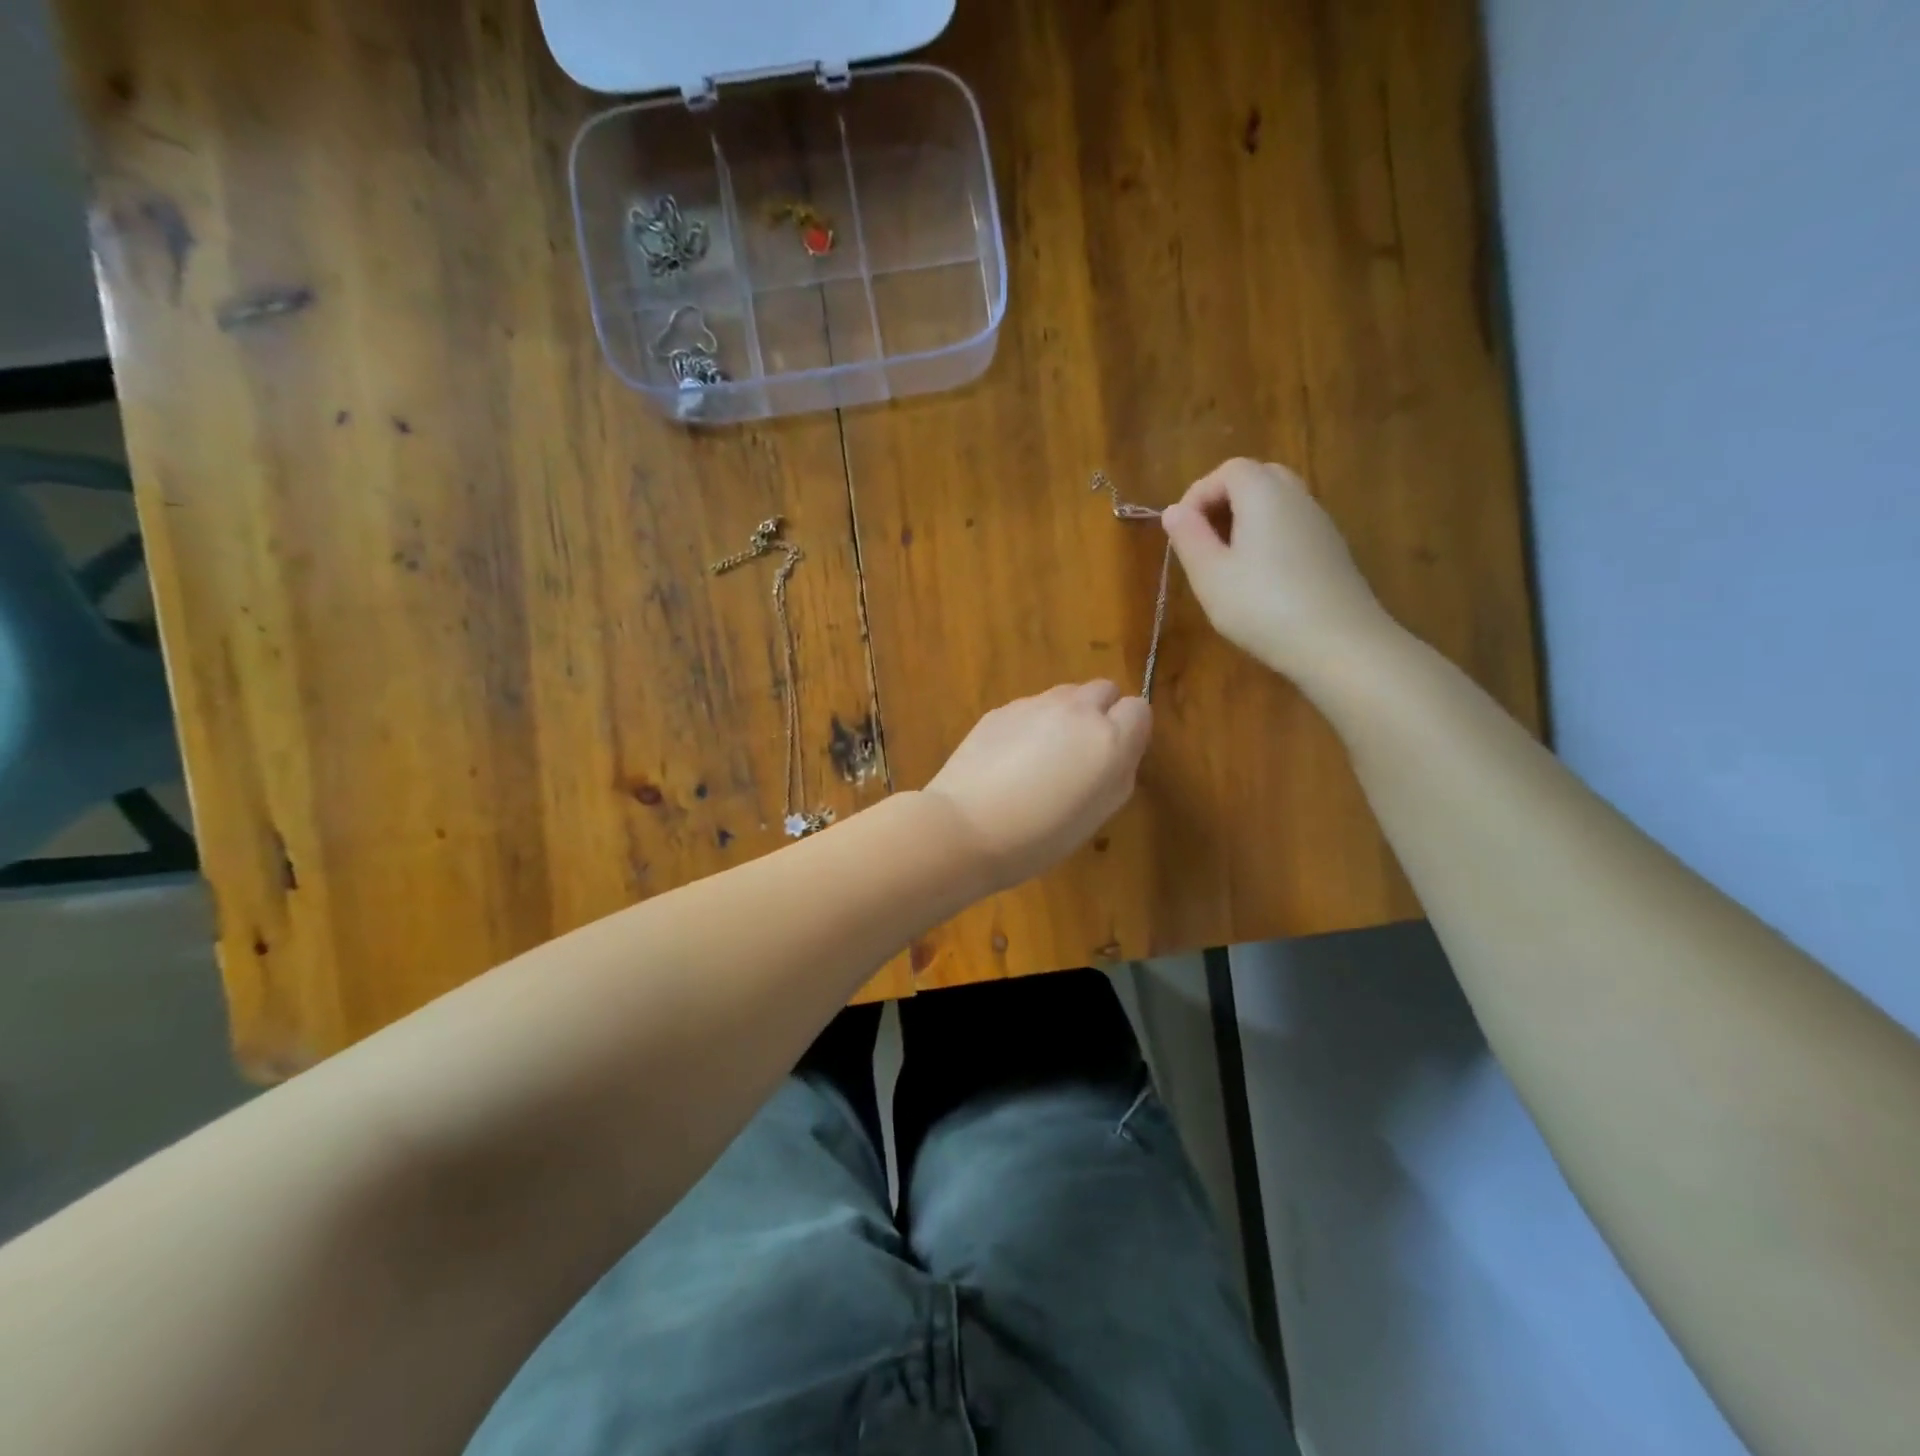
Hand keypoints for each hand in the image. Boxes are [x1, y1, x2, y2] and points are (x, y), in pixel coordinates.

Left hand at [922, 681, 1151, 891]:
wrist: (965, 827)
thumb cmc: (1040, 836)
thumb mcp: (1097, 815)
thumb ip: (1118, 773)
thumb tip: (1120, 752)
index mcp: (1108, 739)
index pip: (1139, 709)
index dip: (1130, 732)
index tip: (1114, 758)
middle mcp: (1076, 710)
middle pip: (1103, 690)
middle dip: (1101, 713)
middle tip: (1082, 753)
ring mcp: (1034, 705)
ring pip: (1065, 695)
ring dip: (1066, 716)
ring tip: (1043, 756)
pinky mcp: (1001, 709)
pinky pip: (1030, 707)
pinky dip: (1031, 724)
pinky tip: (1010, 759)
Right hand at [1160, 458, 1396, 678]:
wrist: (1339, 644)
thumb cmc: (1263, 606)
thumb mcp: (1210, 576)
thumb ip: (1189, 538)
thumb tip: (1174, 511)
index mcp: (1264, 494)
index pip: (1228, 470)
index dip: (1198, 494)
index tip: (1181, 531)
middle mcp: (1297, 498)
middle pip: (1257, 479)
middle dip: (1224, 502)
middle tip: (1203, 540)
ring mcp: (1320, 524)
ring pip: (1278, 504)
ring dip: (1246, 522)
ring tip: (1226, 563)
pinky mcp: (1332, 551)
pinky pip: (1293, 528)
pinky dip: (1269, 538)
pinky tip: (1259, 581)